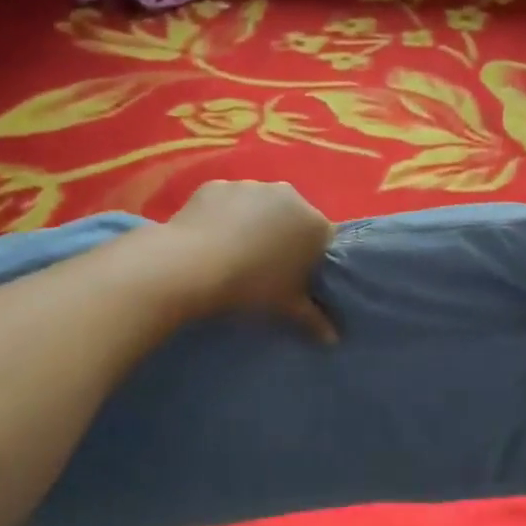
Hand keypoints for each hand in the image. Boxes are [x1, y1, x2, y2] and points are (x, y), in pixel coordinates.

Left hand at [163, 180, 337, 340]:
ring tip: (233, 252)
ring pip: (259, 206)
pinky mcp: (217, 185)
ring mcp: (250, 186)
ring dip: (253, 223)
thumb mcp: (287, 307)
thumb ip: (314, 320)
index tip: (297, 276)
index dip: (312, 258)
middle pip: (293, 217)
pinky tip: (210, 239)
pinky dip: (223, 215)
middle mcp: (288, 196)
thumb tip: (333, 340)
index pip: (324, 239)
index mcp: (314, 223)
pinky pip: (227, 202)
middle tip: (265, 267)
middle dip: (284, 237)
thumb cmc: (251, 286)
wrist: (192, 265)